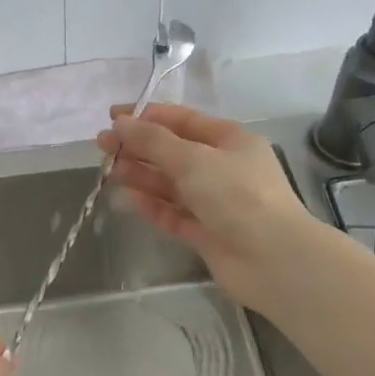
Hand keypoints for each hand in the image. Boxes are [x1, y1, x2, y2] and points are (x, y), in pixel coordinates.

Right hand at [98, 103, 319, 311]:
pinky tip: (127, 199)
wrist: (272, 259)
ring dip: (141, 175)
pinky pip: (173, 213)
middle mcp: (223, 168)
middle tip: (101, 146)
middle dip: (139, 147)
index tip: (113, 118)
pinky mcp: (206, 233)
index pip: (183, 120)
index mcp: (229, 140)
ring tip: (109, 170)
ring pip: (171, 184)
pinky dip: (151, 205)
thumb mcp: (193, 159)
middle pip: (174, 152)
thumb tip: (120, 123)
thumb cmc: (236, 195)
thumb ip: (153, 141)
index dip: (147, 117)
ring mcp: (215, 203)